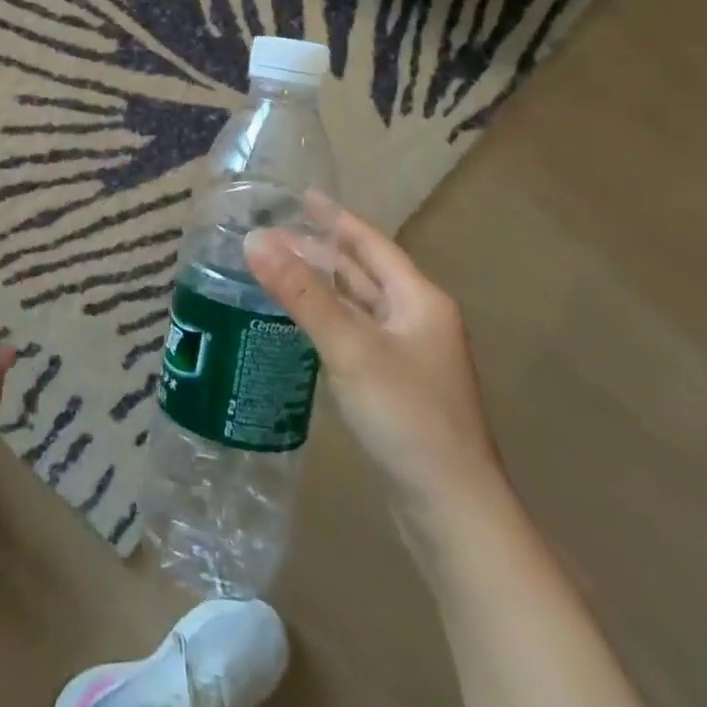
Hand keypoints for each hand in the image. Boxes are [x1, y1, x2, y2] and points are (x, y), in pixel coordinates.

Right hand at [245, 198, 502, 518]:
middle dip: (321, 251)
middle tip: (273, 233)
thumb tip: (254, 240)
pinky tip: (298, 323)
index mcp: (419, 301)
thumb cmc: (407, 417)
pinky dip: (326, 319)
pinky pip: (354, 334)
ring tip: (278, 268)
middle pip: (363, 273)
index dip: (336, 218)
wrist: (452, 510)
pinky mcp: (394, 386)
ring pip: (358, 305)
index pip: (371, 244)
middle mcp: (418, 321)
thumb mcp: (350, 347)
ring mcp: (408, 356)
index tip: (302, 195)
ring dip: (321, 285)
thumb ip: (301, 294)